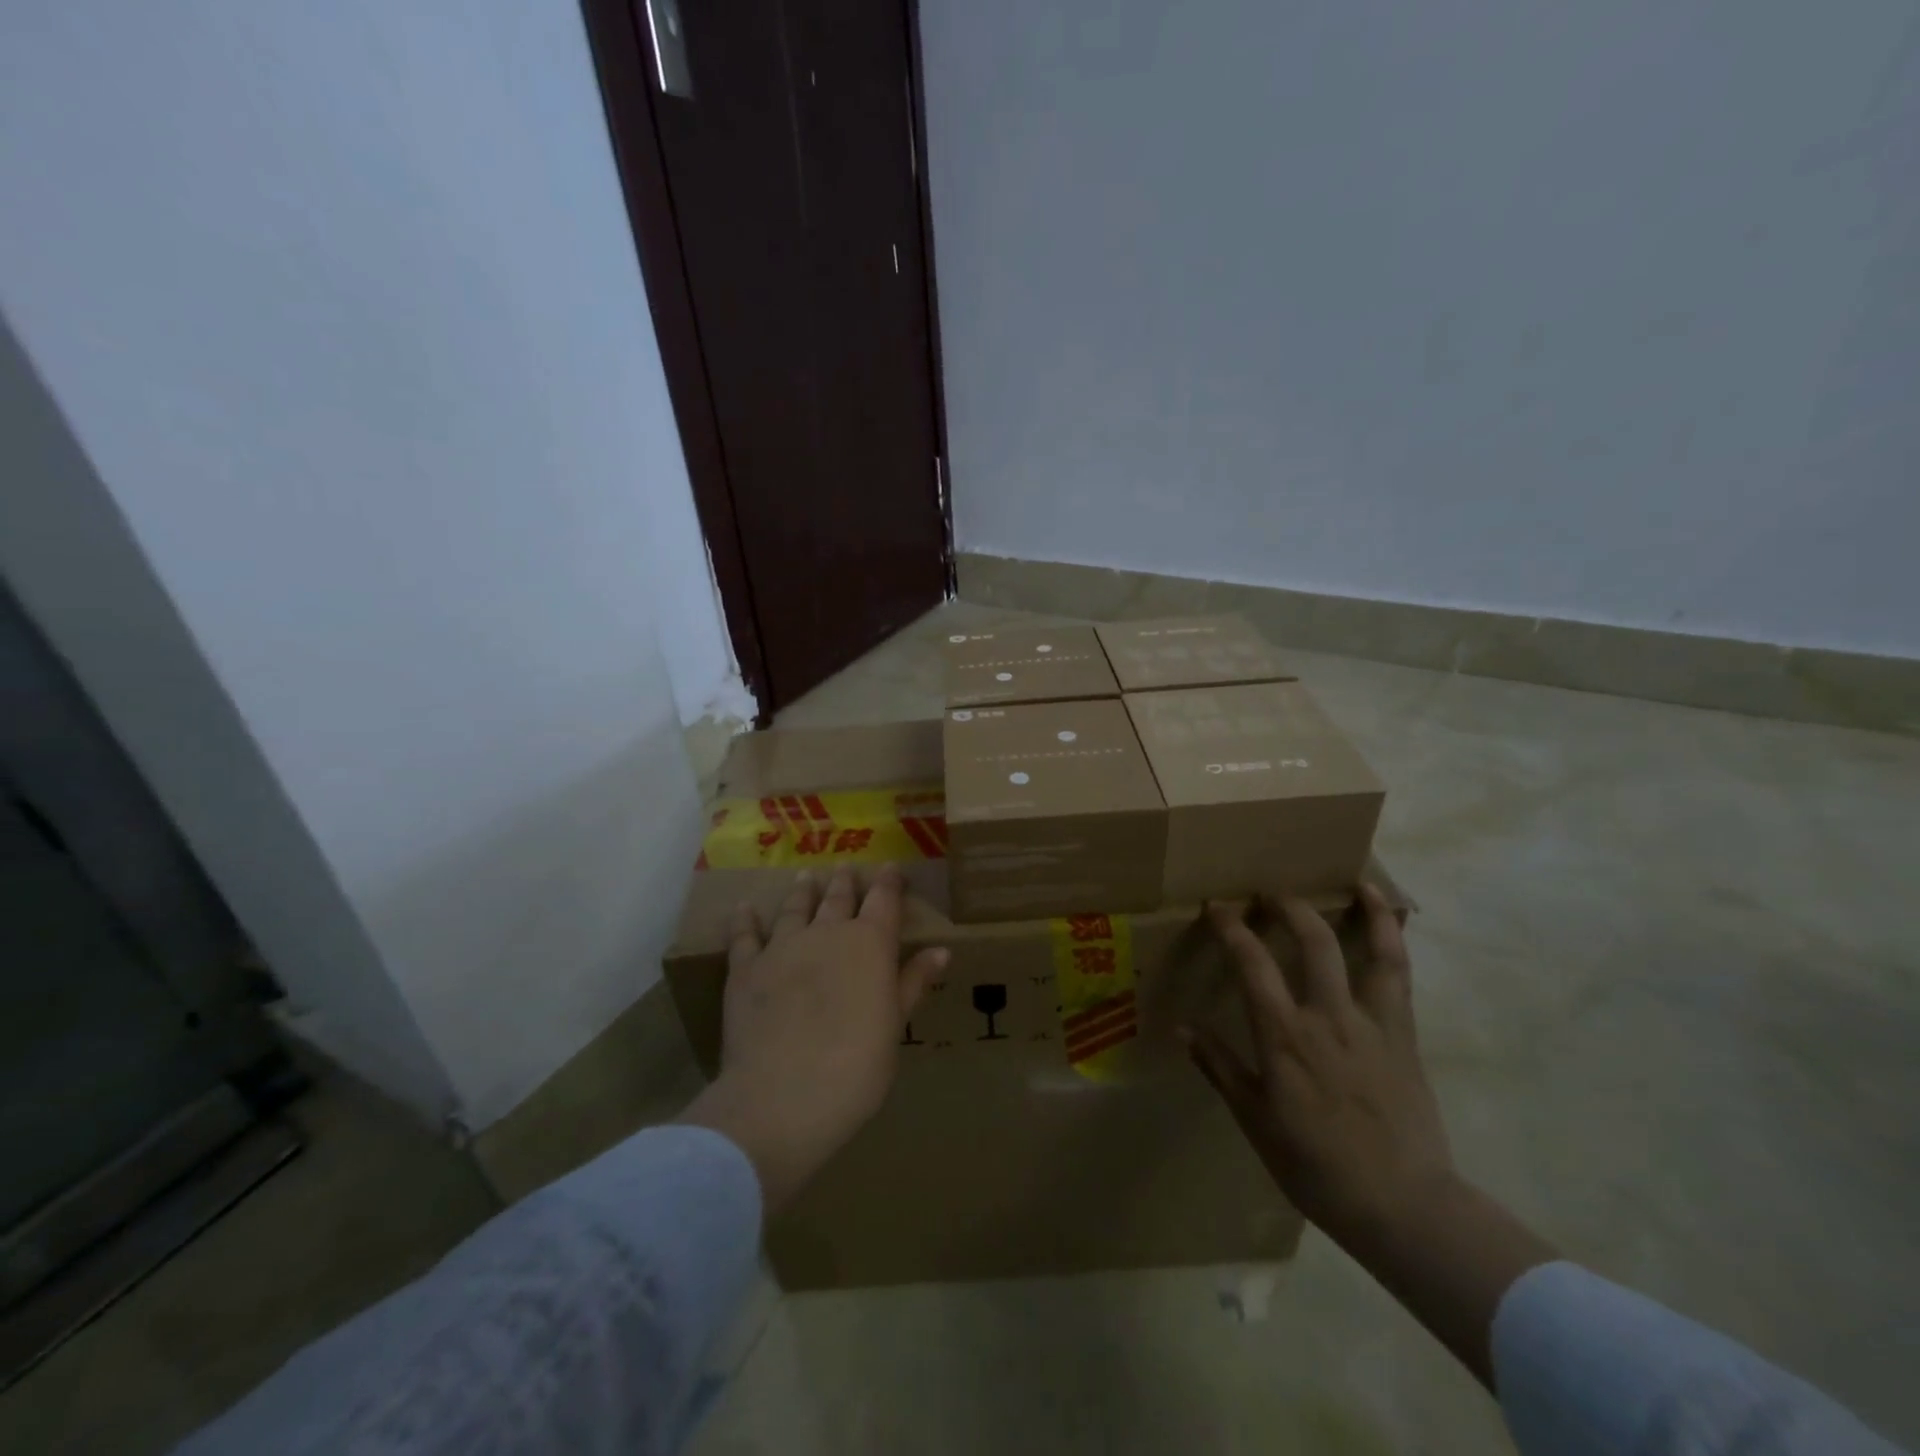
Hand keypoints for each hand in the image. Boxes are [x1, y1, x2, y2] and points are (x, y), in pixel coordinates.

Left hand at [678, 864, 946, 1216]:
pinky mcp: (746, 969)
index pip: (884, 901)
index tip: (890, 867)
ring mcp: (782, 947)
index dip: (888, 883)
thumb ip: (913, 983)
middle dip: (845, 882)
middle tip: (846, 867)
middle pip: (839, 898)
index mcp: (870, 944)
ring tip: (806, 877)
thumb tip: (941, 950)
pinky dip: (746, 920)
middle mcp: (827, 933)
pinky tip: (745, 908)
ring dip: (803, 891)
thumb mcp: (895, 1025)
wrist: (784, 1096)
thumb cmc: (856, 1066)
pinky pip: (745, 936)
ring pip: (795, 908)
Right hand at [1182, 884, 1452, 1246]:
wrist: (1403, 1206)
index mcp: (1284, 1037)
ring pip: (1370, 950)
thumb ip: (1220, 1068)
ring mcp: (1372, 1022)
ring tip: (1353, 882)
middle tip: (1269, 892)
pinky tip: (1393, 920)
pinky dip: (1396, 941)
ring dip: (1362, 910)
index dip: (1231, 927)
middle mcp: (1328, 1016)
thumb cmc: (1316, 1167)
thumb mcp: (1255, 1121)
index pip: (1251, 963)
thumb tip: (1183, 1028)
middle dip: (1287, 906)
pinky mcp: (1404, 1034)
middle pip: (1310, 941)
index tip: (1216, 906)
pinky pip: (1401, 976)